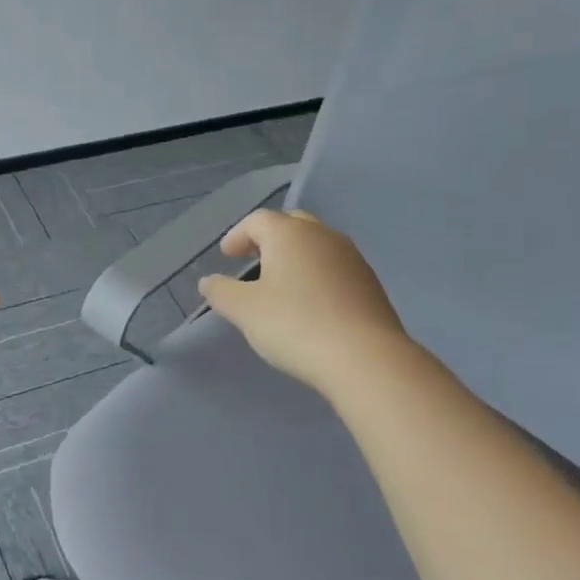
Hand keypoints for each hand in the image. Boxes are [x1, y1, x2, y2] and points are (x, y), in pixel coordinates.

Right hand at [196, 209, 412, 394]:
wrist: (365, 358)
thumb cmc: (295, 325)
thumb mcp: (244, 310)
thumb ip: (221, 292)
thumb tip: (208, 281)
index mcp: (290, 233)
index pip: (257, 220)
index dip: (237, 235)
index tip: (226, 256)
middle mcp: (323, 236)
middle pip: (291, 225)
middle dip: (269, 238)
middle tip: (252, 259)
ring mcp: (352, 258)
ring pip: (316, 245)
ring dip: (295, 256)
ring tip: (279, 283)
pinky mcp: (370, 283)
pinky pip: (334, 267)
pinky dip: (316, 274)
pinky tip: (309, 303)